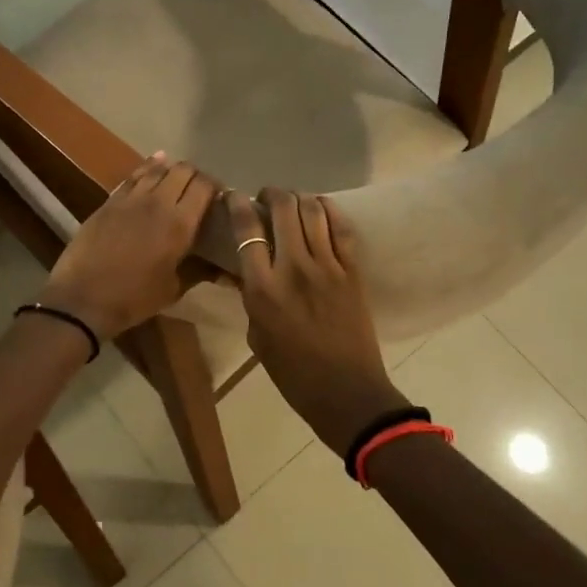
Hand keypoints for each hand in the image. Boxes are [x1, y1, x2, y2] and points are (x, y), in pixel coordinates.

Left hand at [40, 154, 219, 341]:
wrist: (83, 298)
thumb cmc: (134, 298)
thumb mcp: (173, 289)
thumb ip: (199, 271)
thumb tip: (225, 271)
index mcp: (180, 223)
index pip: (204, 187)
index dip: (215, 187)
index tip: (219, 196)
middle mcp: (158, 202)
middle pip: (183, 171)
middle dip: (195, 176)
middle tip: (198, 190)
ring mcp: (130, 198)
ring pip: (156, 168)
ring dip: (171, 170)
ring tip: (177, 178)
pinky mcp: (109, 201)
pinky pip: (133, 177)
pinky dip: (146, 169)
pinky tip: (153, 165)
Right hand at [227, 188, 407, 454]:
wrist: (346, 392)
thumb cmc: (293, 373)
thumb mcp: (257, 336)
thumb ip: (250, 298)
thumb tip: (242, 273)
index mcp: (263, 288)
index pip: (247, 230)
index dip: (237, 205)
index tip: (233, 196)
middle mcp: (294, 267)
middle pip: (283, 209)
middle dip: (272, 194)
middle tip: (266, 198)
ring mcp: (328, 266)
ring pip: (313, 211)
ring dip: (299, 198)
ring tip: (292, 202)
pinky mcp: (352, 270)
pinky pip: (341, 228)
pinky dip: (329, 210)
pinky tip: (321, 207)